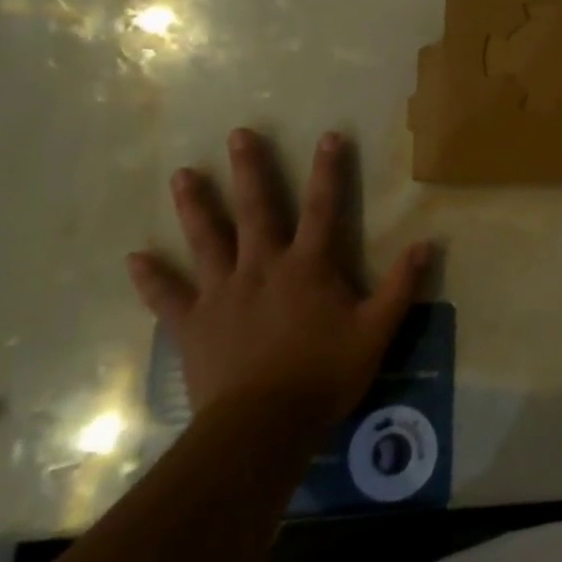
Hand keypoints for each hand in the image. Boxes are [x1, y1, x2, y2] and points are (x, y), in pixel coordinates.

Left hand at [127, 128, 428, 429]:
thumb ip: (401, 285)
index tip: (329, 135)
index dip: (328, 170)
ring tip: (183, 174)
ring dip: (195, 206)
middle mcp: (262, 267)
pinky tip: (134, 257)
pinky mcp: (193, 324)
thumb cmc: (324, 375)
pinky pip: (167, 296)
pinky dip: (151, 277)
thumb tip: (427, 243)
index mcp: (308, 266)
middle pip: (255, 209)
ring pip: (206, 240)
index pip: (323, 207)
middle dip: (249, 170)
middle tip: (238, 134)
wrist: (262, 427)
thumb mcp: (376, 330)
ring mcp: (222, 293)